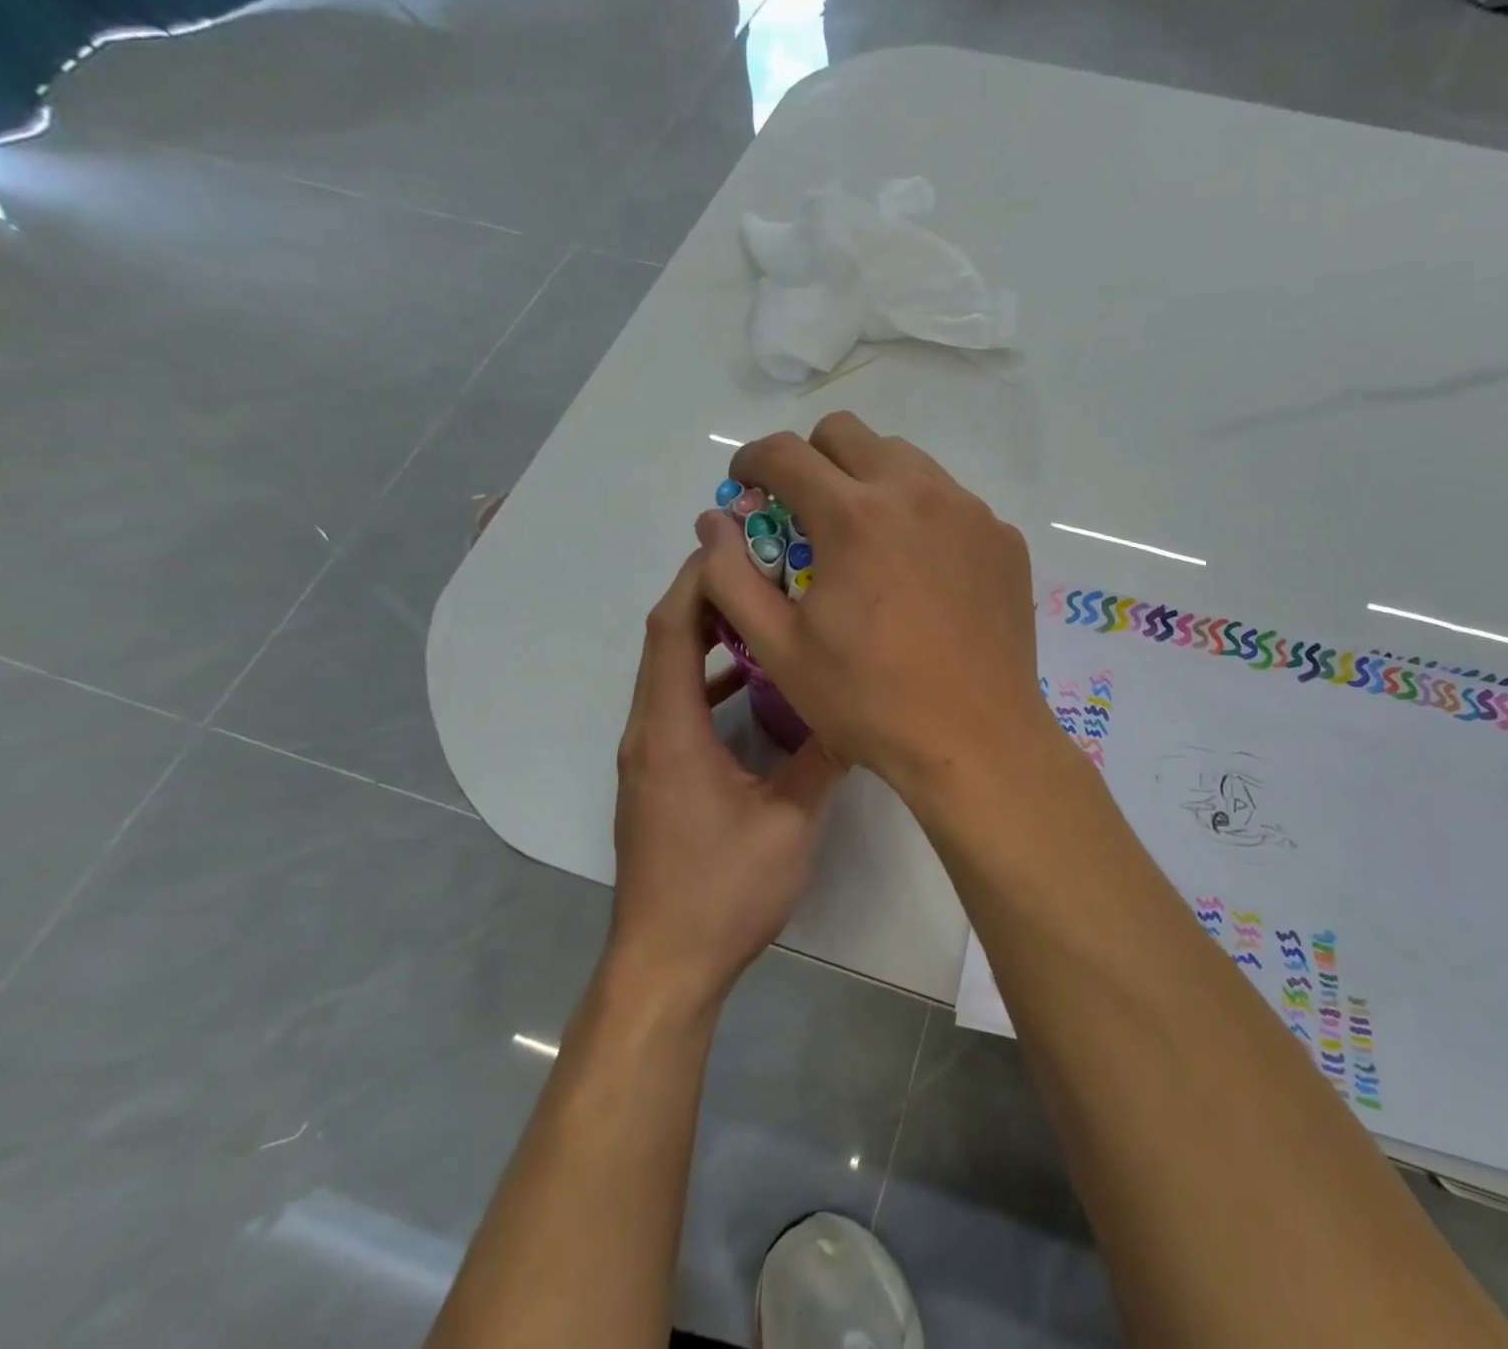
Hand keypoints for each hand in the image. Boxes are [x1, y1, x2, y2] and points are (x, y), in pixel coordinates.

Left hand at [609, 551, 844, 1008]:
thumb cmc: (723, 890)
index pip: (672, 630)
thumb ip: (822, 759)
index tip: (738, 543)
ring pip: (670, 673)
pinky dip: (709, 679)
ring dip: (707, 635)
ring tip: (762, 608)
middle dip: (706, 594)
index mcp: (670, 730)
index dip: (699, 579)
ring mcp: (649, 756)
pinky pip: (678, 706)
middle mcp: (648, 731)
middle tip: (759, 563)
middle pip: (665, 640)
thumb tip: (859, 711)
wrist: (666, 964)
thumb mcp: (789, 821)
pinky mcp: (658, 777)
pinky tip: (752, 684)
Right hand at [695, 412, 1055, 801]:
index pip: (784, 453)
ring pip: (905, 460)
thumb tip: (714, 523)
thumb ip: (733, 576)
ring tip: (865, 541)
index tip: (746, 486)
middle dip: (811, 460)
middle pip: (847, 434)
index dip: (751, 461)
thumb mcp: (780, 649)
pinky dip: (922, 516)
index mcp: (854, 516)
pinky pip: (952, 501)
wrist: (976, 740)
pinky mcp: (1004, 539)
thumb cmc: (870, 701)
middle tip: (805, 512)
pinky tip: (921, 573)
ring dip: (869, 481)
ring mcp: (970, 512)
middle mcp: (916, 493)